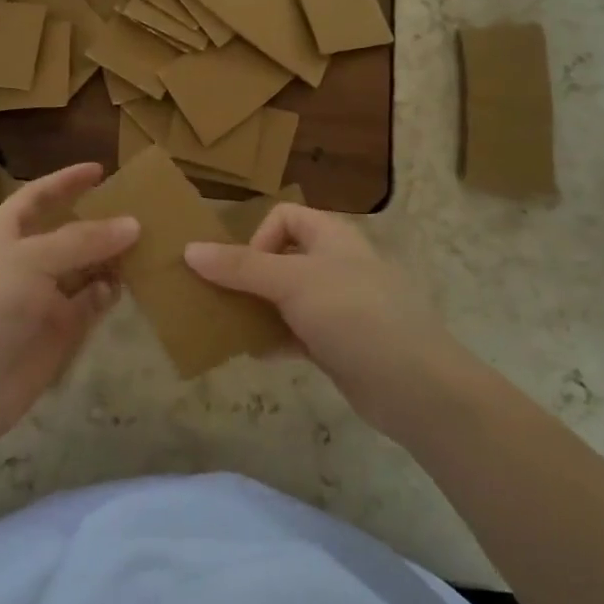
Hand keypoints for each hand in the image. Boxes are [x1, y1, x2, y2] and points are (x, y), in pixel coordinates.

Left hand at [0, 162, 138, 441]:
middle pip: (68, 230)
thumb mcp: (33, 260)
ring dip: (112, 255)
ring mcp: (44, 295)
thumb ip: (83, 240)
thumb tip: (133, 224)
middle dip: (100, 220)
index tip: (100, 169)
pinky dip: (110, 290)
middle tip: (141, 209)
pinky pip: (92, 300)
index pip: (38, 196)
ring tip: (148, 242)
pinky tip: (131, 282)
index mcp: (5, 233)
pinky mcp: (60, 327)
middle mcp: (26, 259)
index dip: (66, 181)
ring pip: (86, 266)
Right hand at [185, 205, 469, 435]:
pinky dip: (275, 338)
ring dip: (257, 309)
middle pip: (280, 257)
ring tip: (230, 328)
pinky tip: (258, 354)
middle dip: (248, 276)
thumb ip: (241, 266)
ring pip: (285, 298)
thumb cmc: (354, 315)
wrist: (414, 385)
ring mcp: (338, 306)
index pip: (284, 217)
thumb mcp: (292, 282)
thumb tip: (189, 249)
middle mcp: (335, 265)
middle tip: (221, 299)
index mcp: (332, 236)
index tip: (247, 270)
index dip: (259, 237)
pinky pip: (295, 332)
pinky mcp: (338, 343)